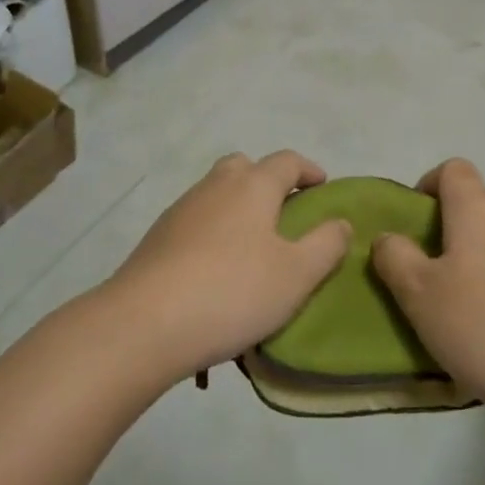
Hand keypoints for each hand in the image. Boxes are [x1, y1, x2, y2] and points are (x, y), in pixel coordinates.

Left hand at [108, 151, 350, 384]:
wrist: (144, 323)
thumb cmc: (233, 292)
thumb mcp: (296, 275)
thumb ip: (326, 245)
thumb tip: (341, 222)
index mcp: (252, 185)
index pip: (286, 160)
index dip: (308, 169)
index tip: (322, 186)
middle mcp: (216, 186)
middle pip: (244, 167)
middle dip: (266, 181)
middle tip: (283, 214)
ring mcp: (181, 210)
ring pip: (216, 194)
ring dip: (236, 209)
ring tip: (250, 251)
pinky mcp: (157, 238)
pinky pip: (195, 224)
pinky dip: (211, 235)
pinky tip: (215, 274)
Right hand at [371, 159, 484, 421]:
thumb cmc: (482, 323)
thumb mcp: (418, 294)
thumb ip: (395, 258)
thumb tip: (388, 238)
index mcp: (476, 208)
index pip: (454, 169)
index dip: (431, 184)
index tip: (415, 220)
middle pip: (483, 198)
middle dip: (458, 219)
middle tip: (437, 261)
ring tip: (466, 298)